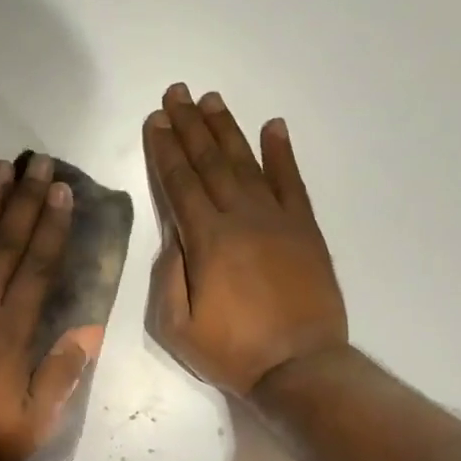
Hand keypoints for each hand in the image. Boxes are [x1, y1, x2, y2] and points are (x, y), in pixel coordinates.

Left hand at [0, 155, 103, 460]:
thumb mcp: (30, 424)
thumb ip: (60, 376)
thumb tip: (89, 333)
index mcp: (10, 330)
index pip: (38, 266)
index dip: (53, 227)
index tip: (63, 192)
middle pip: (6, 242)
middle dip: (26, 200)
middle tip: (40, 162)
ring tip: (1, 167)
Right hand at [143, 84, 347, 398]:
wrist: (301, 367)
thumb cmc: (232, 352)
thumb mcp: (177, 327)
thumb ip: (168, 277)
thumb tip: (172, 236)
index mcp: (207, 241)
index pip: (180, 184)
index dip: (165, 150)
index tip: (155, 120)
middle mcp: (241, 218)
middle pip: (210, 163)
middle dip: (189, 126)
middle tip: (176, 93)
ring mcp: (278, 220)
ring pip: (247, 163)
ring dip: (226, 129)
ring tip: (210, 99)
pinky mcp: (305, 229)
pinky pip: (292, 182)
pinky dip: (282, 153)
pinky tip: (273, 126)